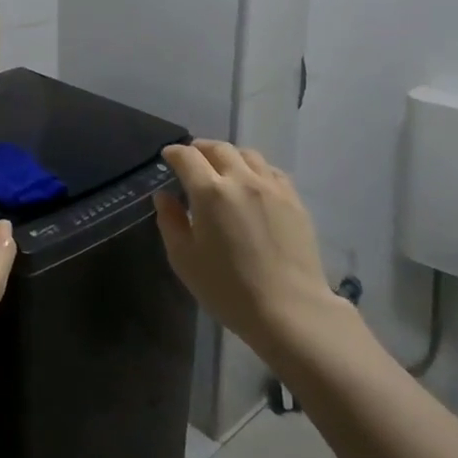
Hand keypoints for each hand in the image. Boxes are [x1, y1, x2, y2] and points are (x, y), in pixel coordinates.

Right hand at [153, 141, 348, 359]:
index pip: (187, 157)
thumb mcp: (185, 260)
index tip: (167, 156)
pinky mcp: (294, 200)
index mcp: (210, 192)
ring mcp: (272, 187)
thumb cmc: (228, 289)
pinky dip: (255, 168)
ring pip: (248, 154)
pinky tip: (252, 183)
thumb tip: (164, 196)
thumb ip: (170, 222)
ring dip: (229, 155)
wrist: (289, 310)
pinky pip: (271, 171)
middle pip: (219, 148)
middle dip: (200, 148)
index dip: (174, 153)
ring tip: (222, 167)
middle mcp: (242, 179)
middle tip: (191, 158)